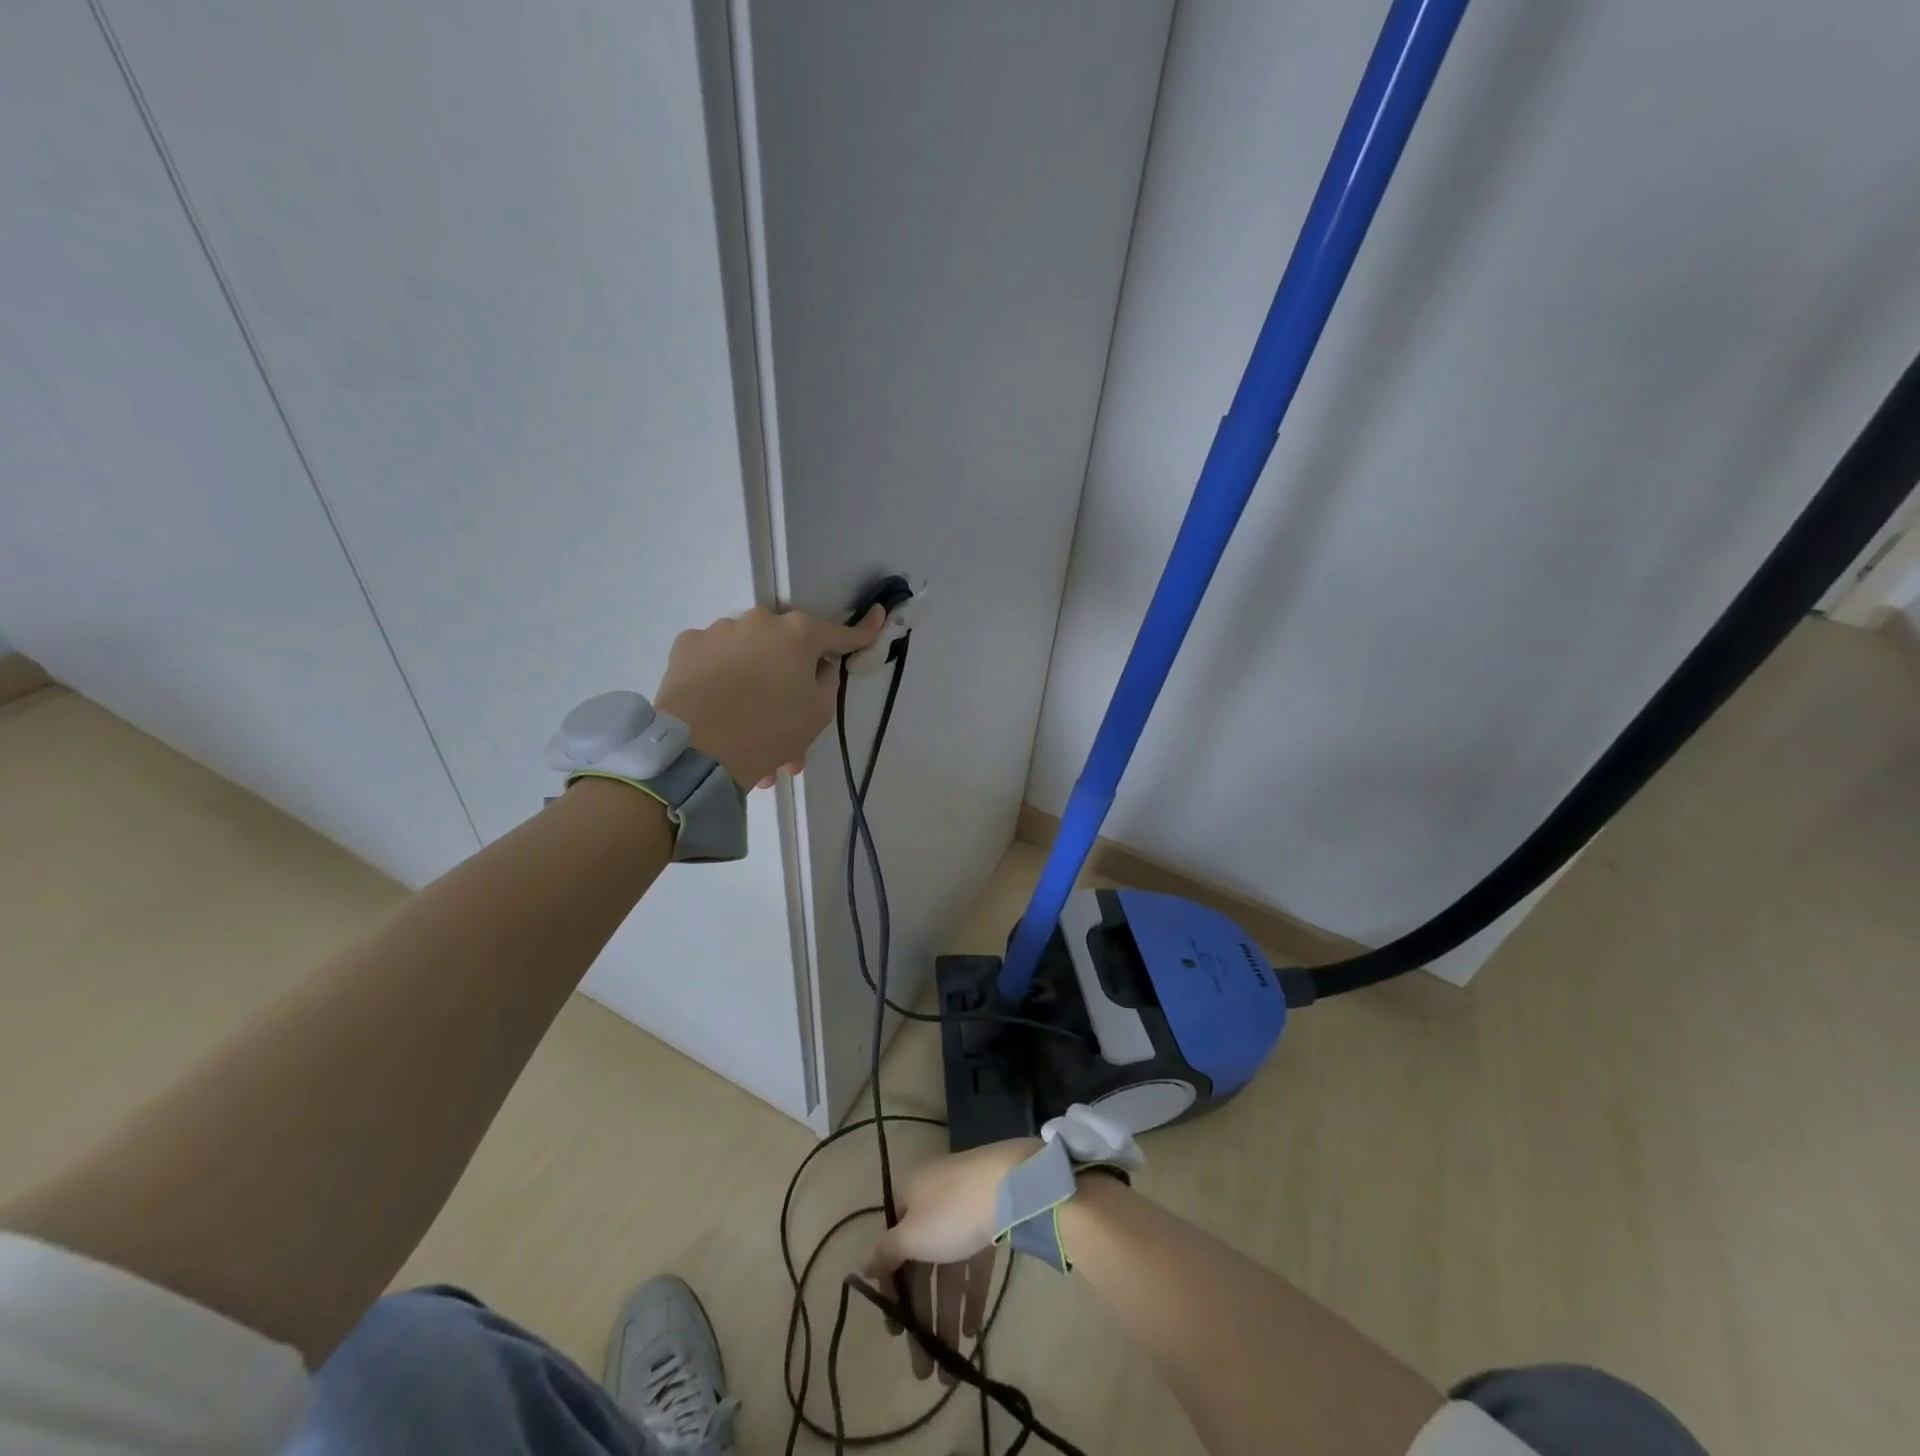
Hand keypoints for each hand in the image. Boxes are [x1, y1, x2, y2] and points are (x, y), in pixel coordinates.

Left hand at [653, 605, 881, 787]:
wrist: (697, 749)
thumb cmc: (770, 729)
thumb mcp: (818, 714)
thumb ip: (827, 682)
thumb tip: (819, 666)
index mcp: (799, 634)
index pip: (840, 634)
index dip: (862, 633)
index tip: (880, 617)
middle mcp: (760, 621)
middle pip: (786, 647)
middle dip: (790, 678)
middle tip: (789, 720)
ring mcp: (719, 630)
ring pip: (749, 657)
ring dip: (755, 686)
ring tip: (748, 732)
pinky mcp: (687, 646)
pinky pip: (715, 660)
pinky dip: (722, 680)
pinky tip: (718, 710)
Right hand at [861, 1138, 1039, 1382]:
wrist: (1009, 1184)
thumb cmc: (951, 1212)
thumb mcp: (912, 1235)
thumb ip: (886, 1253)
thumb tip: (863, 1265)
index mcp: (909, 1198)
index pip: (892, 1248)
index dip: (891, 1290)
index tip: (895, 1329)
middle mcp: (933, 1203)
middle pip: (921, 1266)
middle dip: (921, 1317)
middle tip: (922, 1369)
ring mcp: (962, 1213)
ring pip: (948, 1271)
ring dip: (946, 1317)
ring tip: (949, 1368)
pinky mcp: (988, 1224)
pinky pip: (973, 1266)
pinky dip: (970, 1297)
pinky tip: (971, 1333)